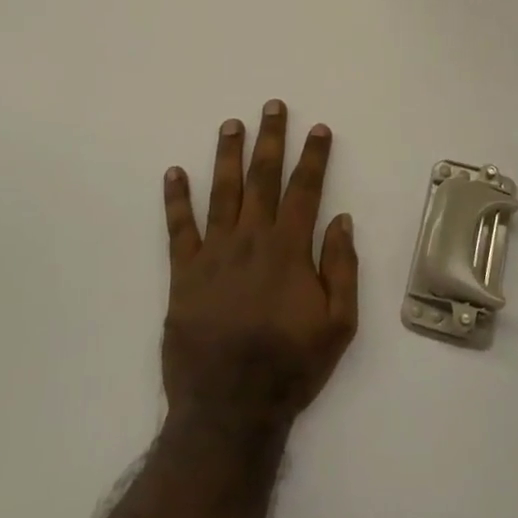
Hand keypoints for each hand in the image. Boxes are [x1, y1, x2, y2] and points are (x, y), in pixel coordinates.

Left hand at [161, 101, 358, 440]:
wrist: (229, 410)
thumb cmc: (290, 368)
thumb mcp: (338, 326)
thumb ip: (342, 269)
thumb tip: (341, 220)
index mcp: (289, 250)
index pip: (305, 190)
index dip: (313, 156)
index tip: (318, 128)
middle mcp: (251, 240)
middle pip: (262, 178)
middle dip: (270, 139)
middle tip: (272, 106)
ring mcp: (214, 254)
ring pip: (222, 191)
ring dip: (227, 155)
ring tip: (231, 124)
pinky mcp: (184, 274)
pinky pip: (178, 228)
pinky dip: (176, 199)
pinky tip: (174, 172)